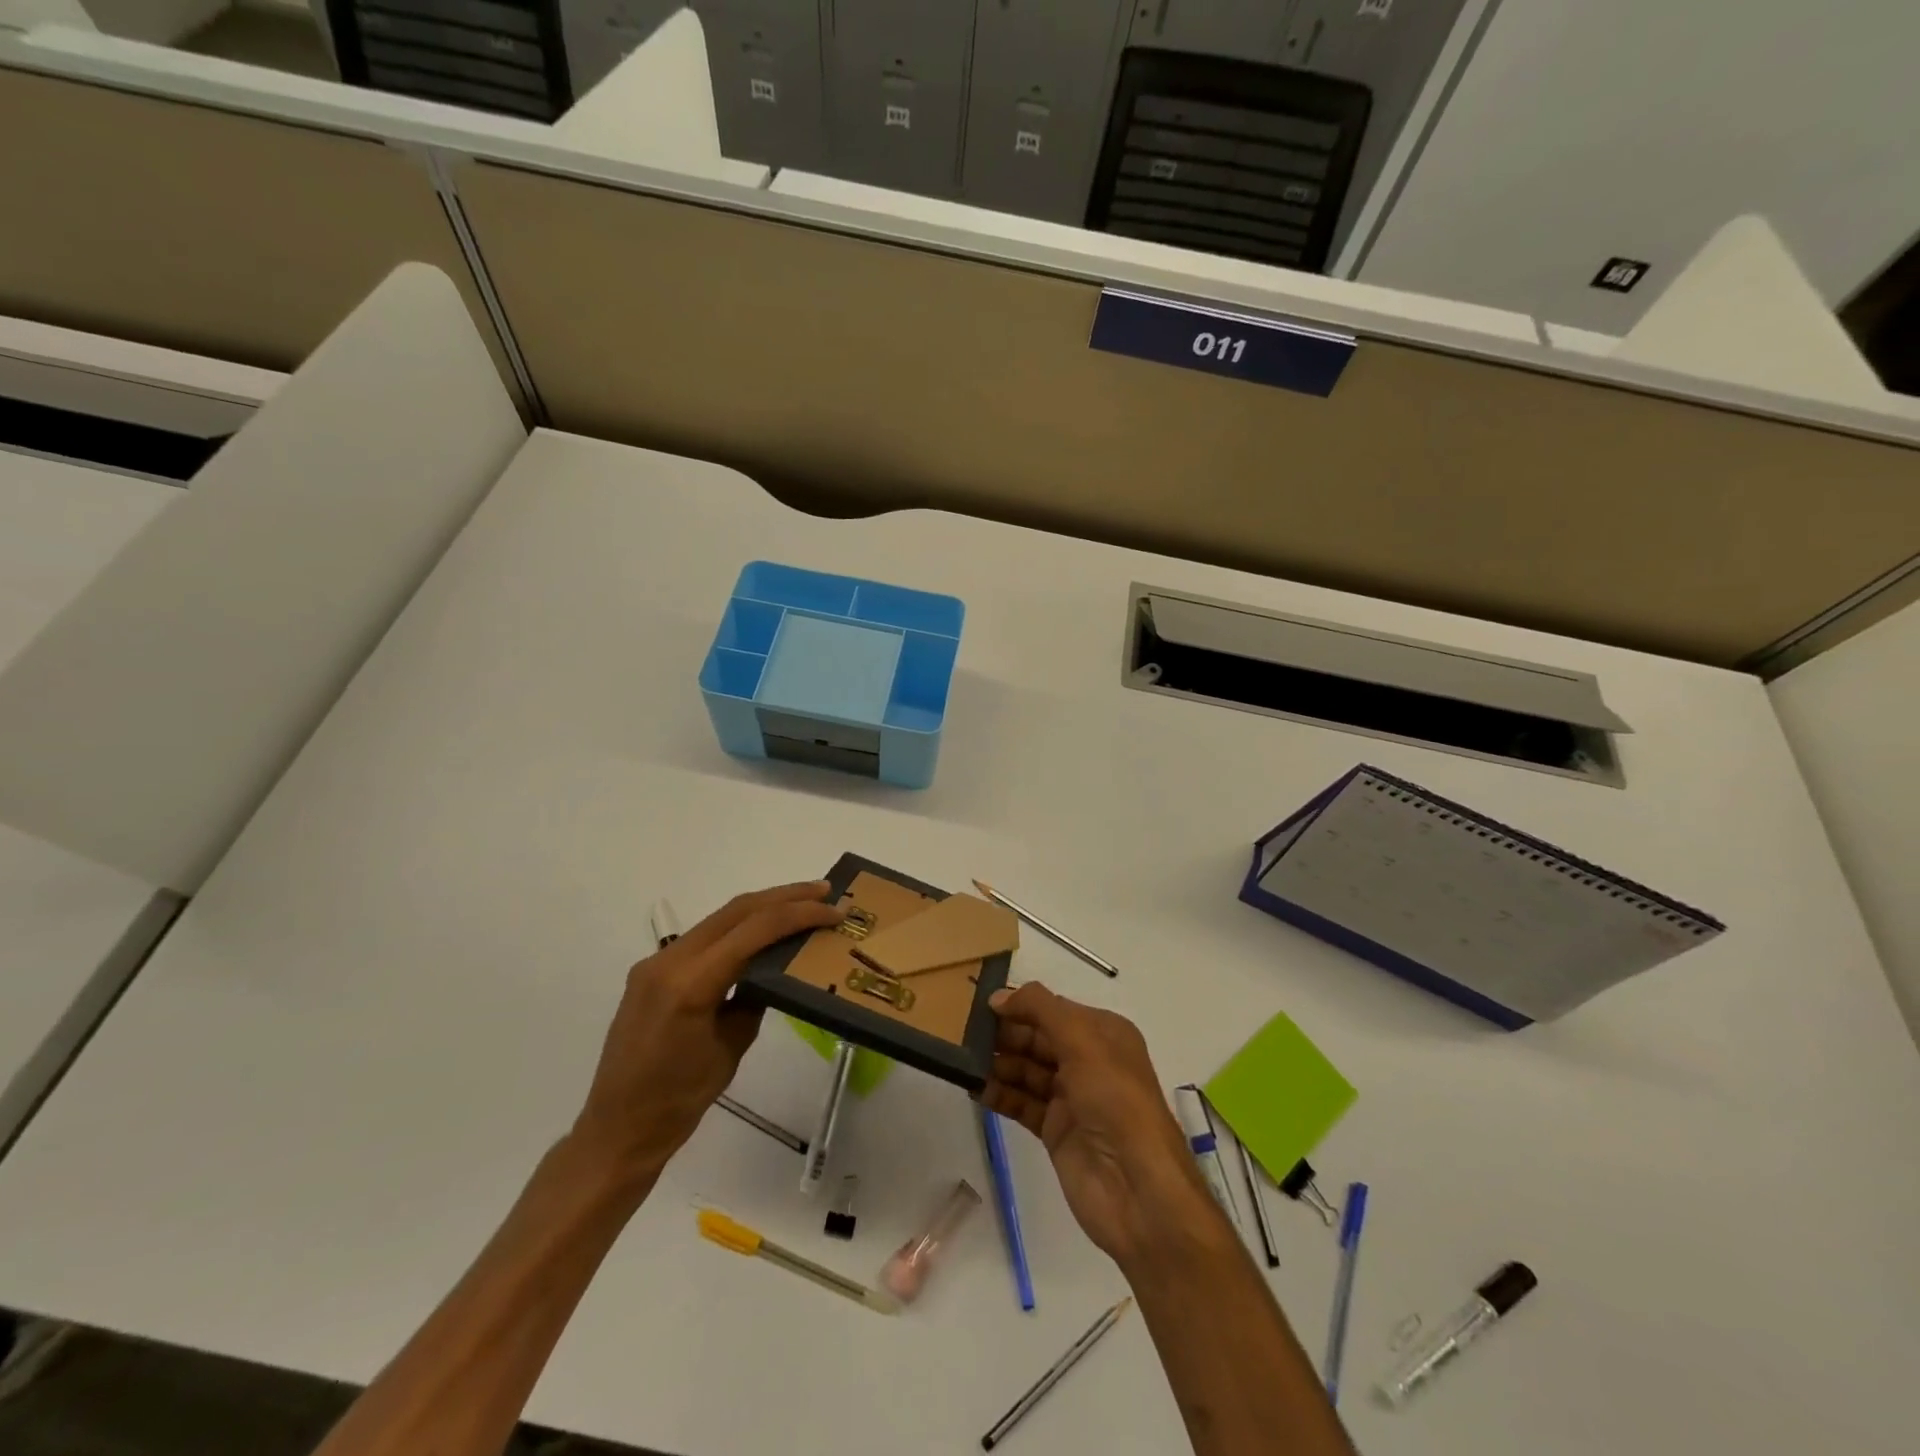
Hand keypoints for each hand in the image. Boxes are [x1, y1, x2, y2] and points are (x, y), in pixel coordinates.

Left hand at [570, 881, 842, 1182]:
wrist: (618, 1129)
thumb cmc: (680, 1101)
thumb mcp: (732, 1047)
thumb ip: (755, 998)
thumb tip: (777, 968)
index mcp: (690, 984)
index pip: (754, 929)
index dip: (799, 914)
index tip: (834, 911)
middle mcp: (669, 961)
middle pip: (737, 910)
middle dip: (785, 896)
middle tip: (826, 891)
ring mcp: (656, 963)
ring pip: (720, 918)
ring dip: (763, 907)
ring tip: (803, 903)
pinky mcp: (652, 972)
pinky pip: (704, 938)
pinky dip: (738, 928)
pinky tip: (762, 932)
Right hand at [980, 982, 1218, 1268]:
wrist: (1138, 1189)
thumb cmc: (1115, 1099)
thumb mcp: (1082, 1039)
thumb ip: (1040, 1009)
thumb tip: (999, 997)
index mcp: (1103, 1033)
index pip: (1053, 1009)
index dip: (1020, 1005)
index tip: (981, 1005)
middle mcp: (1088, 1061)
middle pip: (1037, 1038)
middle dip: (1005, 1034)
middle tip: (964, 1033)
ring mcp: (1071, 1098)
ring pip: (1027, 1070)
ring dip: (998, 1064)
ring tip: (962, 1060)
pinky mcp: (1056, 1132)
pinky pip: (1022, 1104)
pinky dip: (1000, 1095)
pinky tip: (975, 1089)